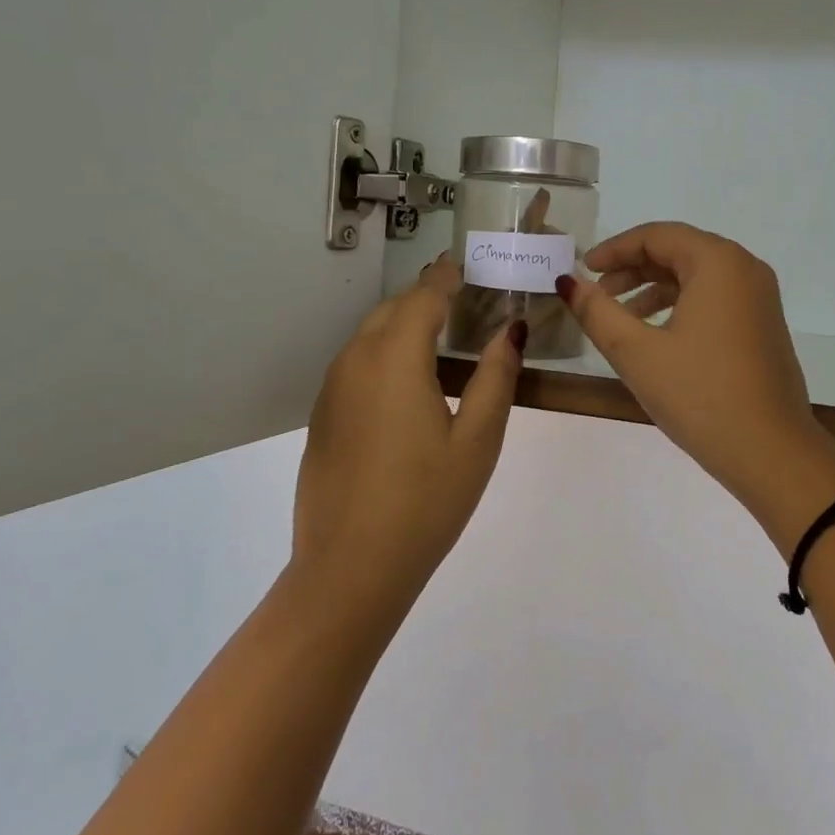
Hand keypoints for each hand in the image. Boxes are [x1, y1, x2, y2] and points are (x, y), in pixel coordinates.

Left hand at [293, 257, 524, 608]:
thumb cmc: (426, 502)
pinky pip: (356, 364)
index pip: (423, 298)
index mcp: (395, 359)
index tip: (465, 265)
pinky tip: (406, 382)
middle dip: (424, 297)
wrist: (349, 569)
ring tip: (439, 335)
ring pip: (369, 336)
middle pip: (392, 311)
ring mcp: (333, 390)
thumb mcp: (477, 440)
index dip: (445, 277)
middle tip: (461, 299)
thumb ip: (496, 377)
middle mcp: (355, 361)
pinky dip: (384, 353)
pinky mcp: (323, 416)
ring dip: (402, 324)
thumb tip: (510, 330)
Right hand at [558, 223, 834, 551]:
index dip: (615, 249)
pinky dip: (680, 305)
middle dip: (633, 268)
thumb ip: (597, 312)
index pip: (657, 236)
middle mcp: (745, 269)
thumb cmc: (700, 395)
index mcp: (718, 262)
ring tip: (620, 318)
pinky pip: (715, 298)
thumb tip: (568, 282)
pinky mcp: (763, 325)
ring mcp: (760, 298)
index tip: (584, 269)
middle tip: (598, 293)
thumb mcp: (636, 352)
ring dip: (654, 288)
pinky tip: (656, 335)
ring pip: (697, 276)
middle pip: (679, 251)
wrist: (771, 453)